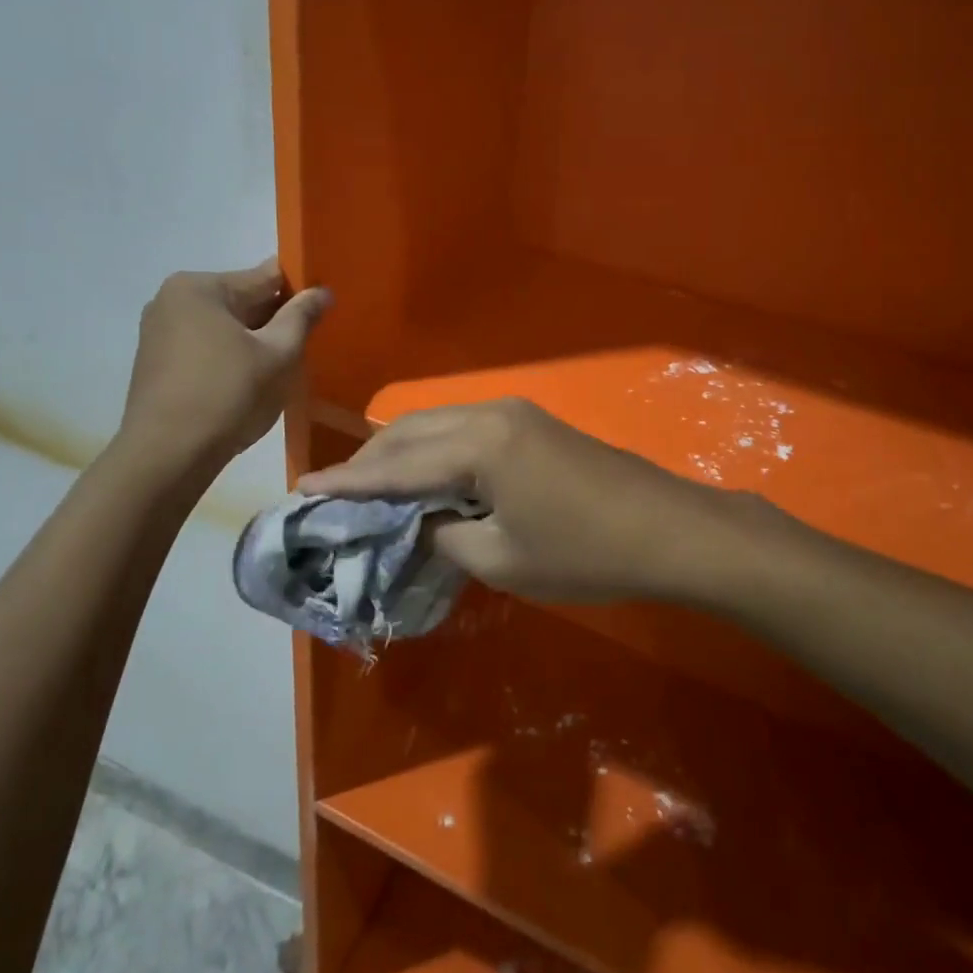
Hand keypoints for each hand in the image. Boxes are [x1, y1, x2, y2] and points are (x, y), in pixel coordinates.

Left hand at [116, 259, 328, 471]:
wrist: (166, 457)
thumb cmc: (228, 396)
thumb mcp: (278, 354)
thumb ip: (302, 317)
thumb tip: (322, 291)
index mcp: (200, 287)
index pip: (266, 276)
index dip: (301, 290)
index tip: (324, 309)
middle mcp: (173, 299)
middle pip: (243, 299)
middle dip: (276, 319)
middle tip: (307, 344)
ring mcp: (159, 330)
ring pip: (225, 325)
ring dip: (254, 340)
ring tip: (281, 366)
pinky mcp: (156, 360)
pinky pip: (205, 345)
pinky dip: (230, 356)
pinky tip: (248, 381)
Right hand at [298, 398, 733, 602]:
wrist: (669, 529)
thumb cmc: (585, 553)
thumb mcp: (503, 559)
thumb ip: (445, 536)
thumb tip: (420, 523)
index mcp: (478, 444)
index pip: (396, 465)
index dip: (348, 482)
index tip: (303, 488)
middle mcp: (490, 414)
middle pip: (411, 432)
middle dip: (369, 460)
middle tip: (333, 490)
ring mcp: (516, 414)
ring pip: (438, 425)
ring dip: (402, 452)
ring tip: (371, 485)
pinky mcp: (533, 424)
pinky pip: (465, 430)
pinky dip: (435, 451)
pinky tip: (426, 476)